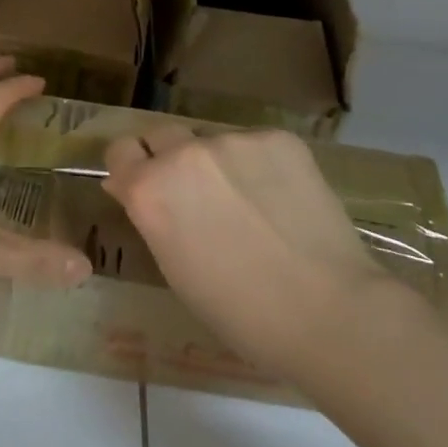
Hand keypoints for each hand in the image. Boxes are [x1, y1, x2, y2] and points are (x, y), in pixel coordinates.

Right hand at [102, 127, 404, 379]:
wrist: (328, 310)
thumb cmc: (239, 312)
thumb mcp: (175, 269)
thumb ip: (152, 217)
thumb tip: (130, 187)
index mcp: (149, 189)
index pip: (120, 151)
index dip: (130, 168)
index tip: (143, 185)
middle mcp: (184, 153)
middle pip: (161, 134)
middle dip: (168, 157)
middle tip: (194, 194)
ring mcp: (233, 140)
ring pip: (212, 139)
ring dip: (216, 162)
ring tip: (249, 201)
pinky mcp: (278, 138)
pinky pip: (255, 144)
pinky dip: (259, 165)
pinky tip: (282, 199)